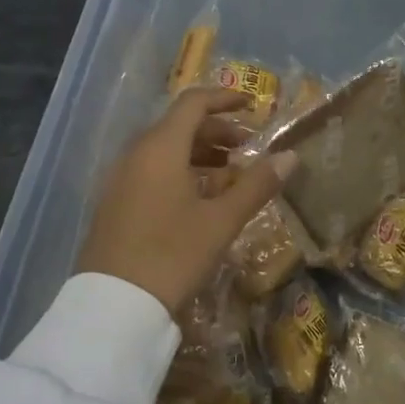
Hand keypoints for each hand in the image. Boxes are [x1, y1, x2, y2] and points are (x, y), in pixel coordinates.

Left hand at [78, 89, 297, 313]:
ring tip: (230, 174)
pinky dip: (180, 170)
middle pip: (179, 125)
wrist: (114, 305)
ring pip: (165, 149)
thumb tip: (290, 156)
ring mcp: (121, 178)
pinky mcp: (115, 202)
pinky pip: (152, 170)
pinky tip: (200, 198)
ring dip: (199, 152)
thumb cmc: (172, 255)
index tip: (253, 106)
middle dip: (217, 130)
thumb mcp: (221, 221)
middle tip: (248, 148)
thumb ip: (256, 185)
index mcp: (160, 148)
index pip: (194, 103)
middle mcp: (136, 153)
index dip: (225, 98)